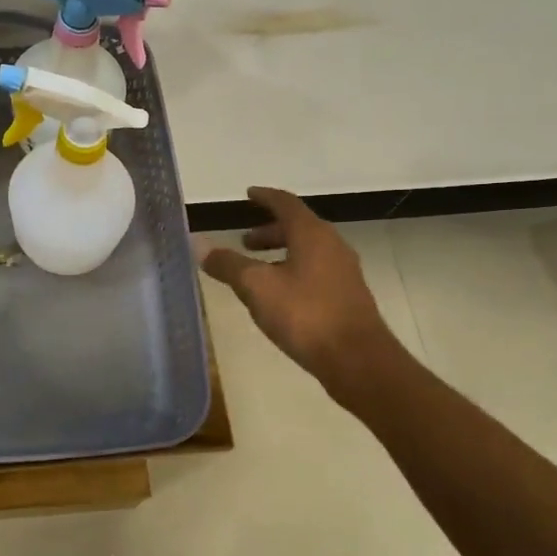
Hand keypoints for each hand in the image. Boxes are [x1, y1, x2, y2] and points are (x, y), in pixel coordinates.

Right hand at [198, 186, 401, 399]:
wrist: (357, 360)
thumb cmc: (305, 314)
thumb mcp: (256, 287)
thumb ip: (228, 264)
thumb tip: (198, 244)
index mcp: (312, 234)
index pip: (286, 204)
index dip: (265, 197)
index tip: (248, 195)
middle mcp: (332, 246)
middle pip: (298, 227)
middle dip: (269, 231)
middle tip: (244, 241)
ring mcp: (343, 272)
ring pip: (307, 251)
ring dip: (281, 253)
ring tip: (257, 270)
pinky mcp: (347, 297)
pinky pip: (315, 272)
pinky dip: (293, 271)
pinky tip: (278, 295)